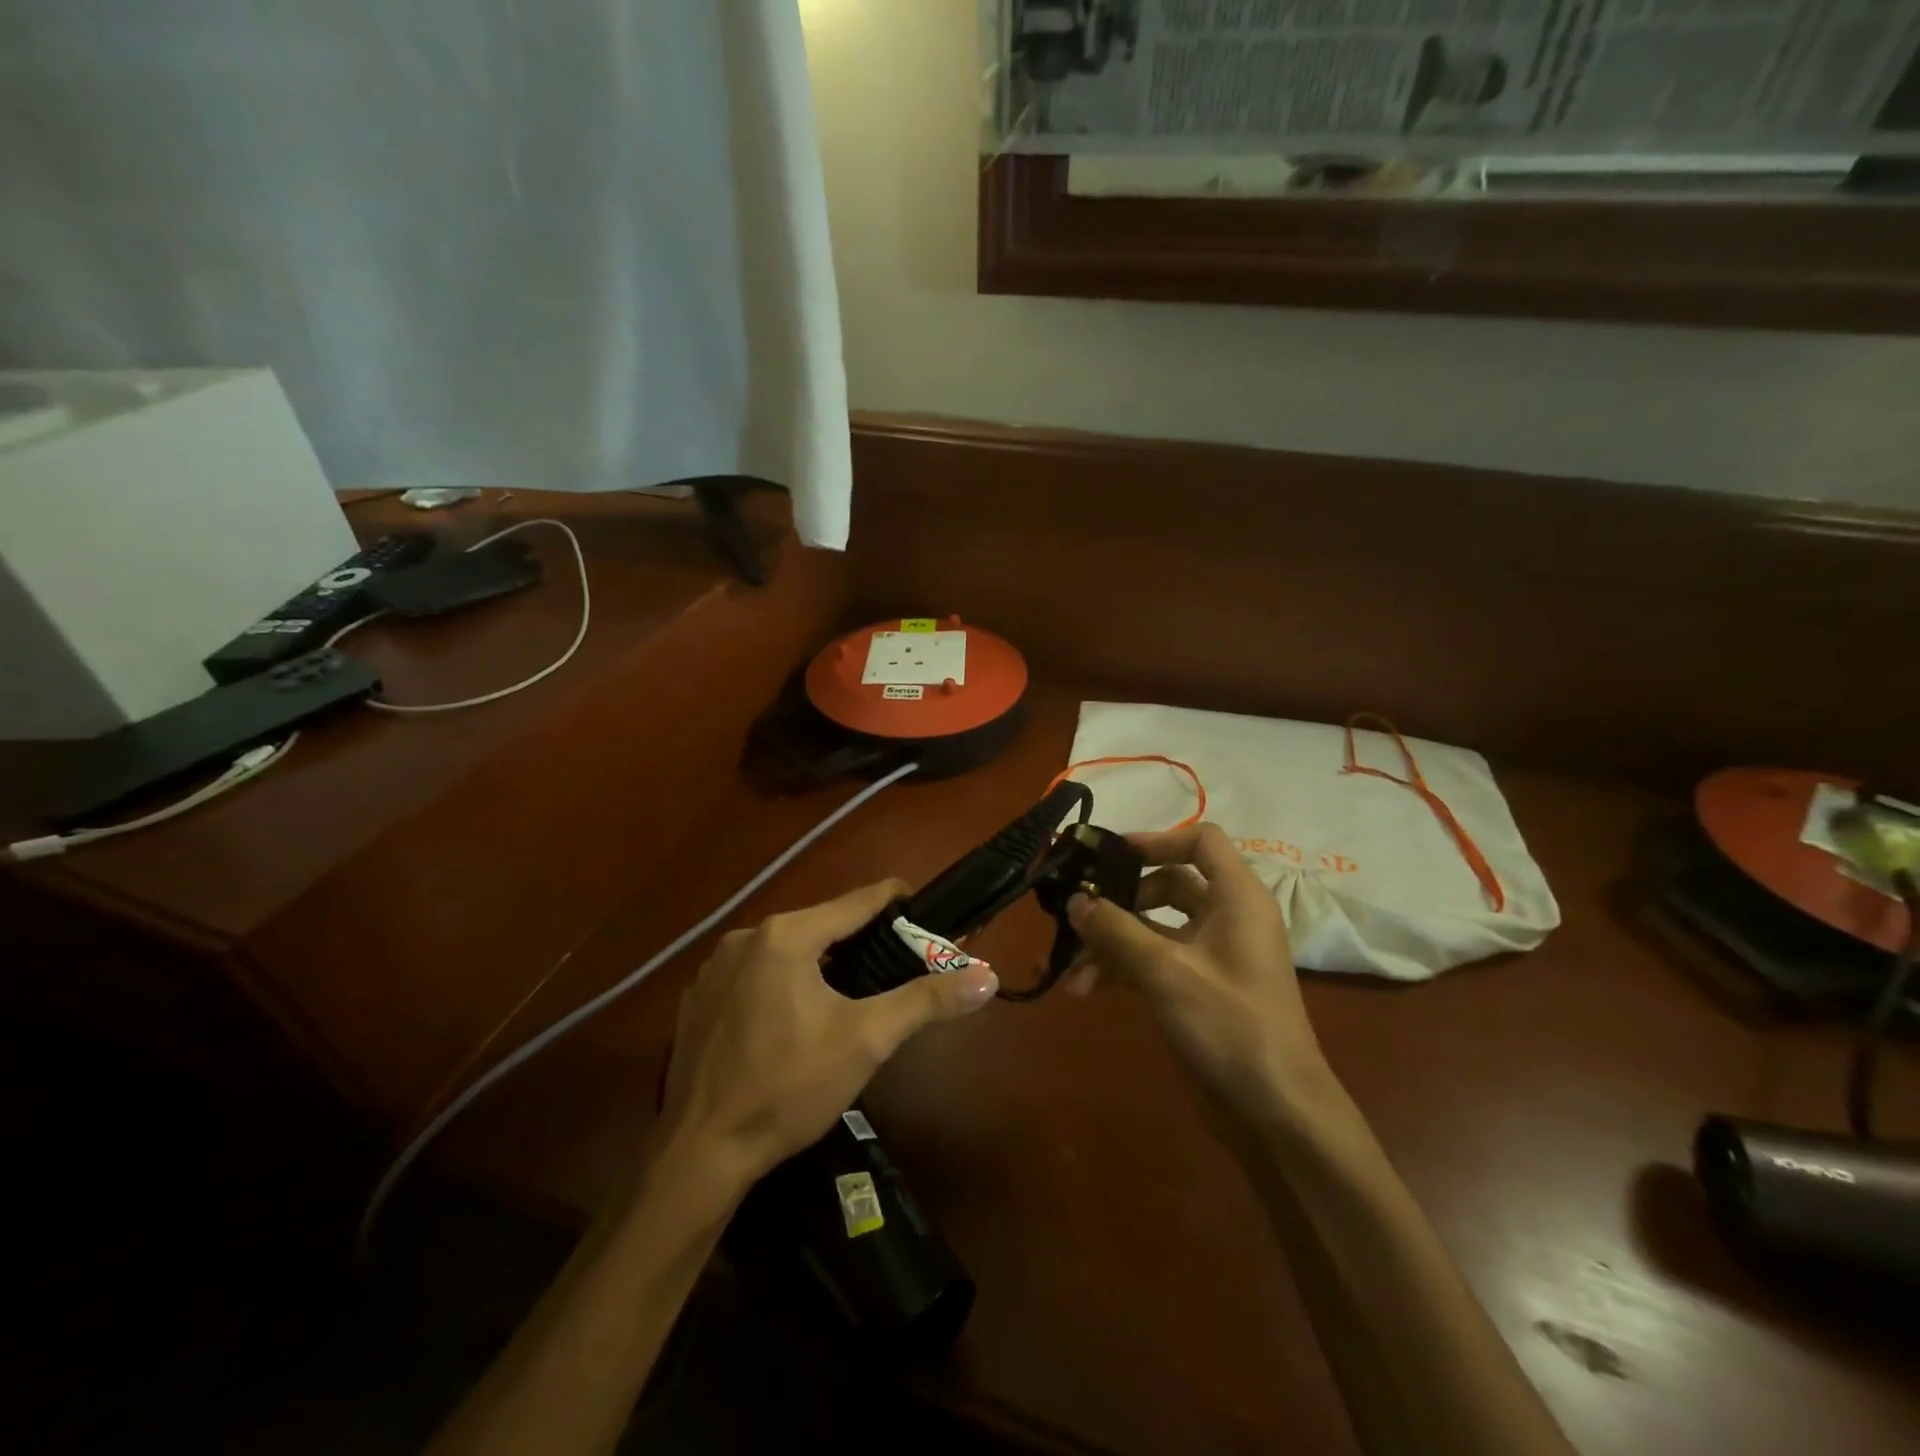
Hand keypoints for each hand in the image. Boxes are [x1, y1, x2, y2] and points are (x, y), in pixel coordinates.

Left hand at [660, 880, 998, 1184]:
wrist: (699, 1154)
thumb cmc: (789, 1088)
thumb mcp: (867, 1041)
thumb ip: (926, 1001)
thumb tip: (986, 975)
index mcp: (786, 934)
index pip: (857, 901)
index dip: (896, 901)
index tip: (925, 910)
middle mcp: (745, 936)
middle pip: (820, 924)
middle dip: (860, 940)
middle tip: (894, 964)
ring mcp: (714, 967)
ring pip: (785, 949)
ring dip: (819, 962)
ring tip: (850, 994)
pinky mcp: (698, 999)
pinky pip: (753, 974)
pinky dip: (781, 983)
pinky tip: (791, 1021)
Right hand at [1066, 823, 1337, 1128]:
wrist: (1276, 1113)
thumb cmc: (1231, 1027)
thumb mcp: (1167, 972)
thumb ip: (1116, 931)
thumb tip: (1075, 899)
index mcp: (1237, 898)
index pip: (1200, 840)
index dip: (1156, 839)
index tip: (1109, 857)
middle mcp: (1226, 917)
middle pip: (1167, 883)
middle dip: (1119, 902)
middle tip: (1077, 914)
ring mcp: (1211, 955)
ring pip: (1153, 927)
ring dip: (1111, 943)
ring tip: (1071, 973)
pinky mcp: (1197, 987)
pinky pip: (1153, 960)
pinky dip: (1122, 968)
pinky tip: (1086, 990)